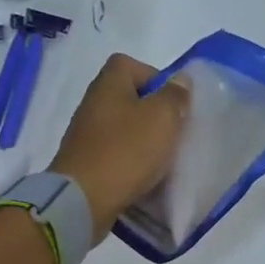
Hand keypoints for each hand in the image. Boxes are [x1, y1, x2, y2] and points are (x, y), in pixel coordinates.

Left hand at [50, 54, 189, 236]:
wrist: (84, 199)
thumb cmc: (126, 151)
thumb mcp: (162, 118)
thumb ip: (175, 96)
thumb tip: (181, 80)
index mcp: (108, 84)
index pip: (129, 64)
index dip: (154, 77)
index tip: (173, 101)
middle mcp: (92, 103)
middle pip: (126, 98)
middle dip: (151, 113)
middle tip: (172, 132)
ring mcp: (85, 135)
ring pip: (121, 128)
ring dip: (141, 140)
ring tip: (162, 158)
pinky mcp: (84, 162)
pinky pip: (113, 154)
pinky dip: (129, 161)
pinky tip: (143, 176)